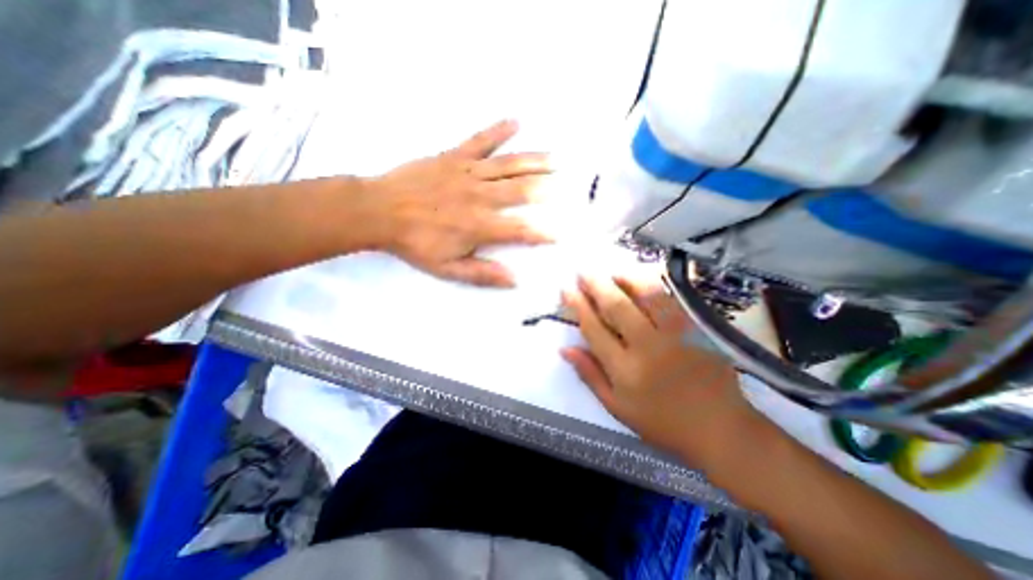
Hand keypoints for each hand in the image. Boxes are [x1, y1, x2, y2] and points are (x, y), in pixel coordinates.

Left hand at [364, 120, 552, 286]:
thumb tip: (514, 280)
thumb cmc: (415, 243)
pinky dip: (498, 130)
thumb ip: (481, 273)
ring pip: (507, 165)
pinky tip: (516, 122)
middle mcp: (480, 197)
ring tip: (556, 158)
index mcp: (479, 226)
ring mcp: (467, 173)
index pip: (519, 231)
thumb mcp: (447, 268)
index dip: (541, 233)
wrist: (379, 211)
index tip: (560, 234)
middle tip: (566, 184)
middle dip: (545, 188)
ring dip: (534, 161)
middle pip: (520, 191)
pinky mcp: (453, 157)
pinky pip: (479, 141)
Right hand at [561, 271, 761, 466]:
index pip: (594, 329)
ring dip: (624, 279)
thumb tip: (565, 348)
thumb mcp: (616, 407)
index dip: (578, 306)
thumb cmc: (661, 422)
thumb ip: (589, 374)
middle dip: (596, 286)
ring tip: (610, 272)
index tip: (567, 289)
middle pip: (617, 307)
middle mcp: (648, 347)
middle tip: (582, 272)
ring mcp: (675, 335)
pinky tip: (640, 280)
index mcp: (625, 370)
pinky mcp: (697, 329)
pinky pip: (670, 299)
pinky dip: (652, 285)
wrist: (720, 428)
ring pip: (646, 296)